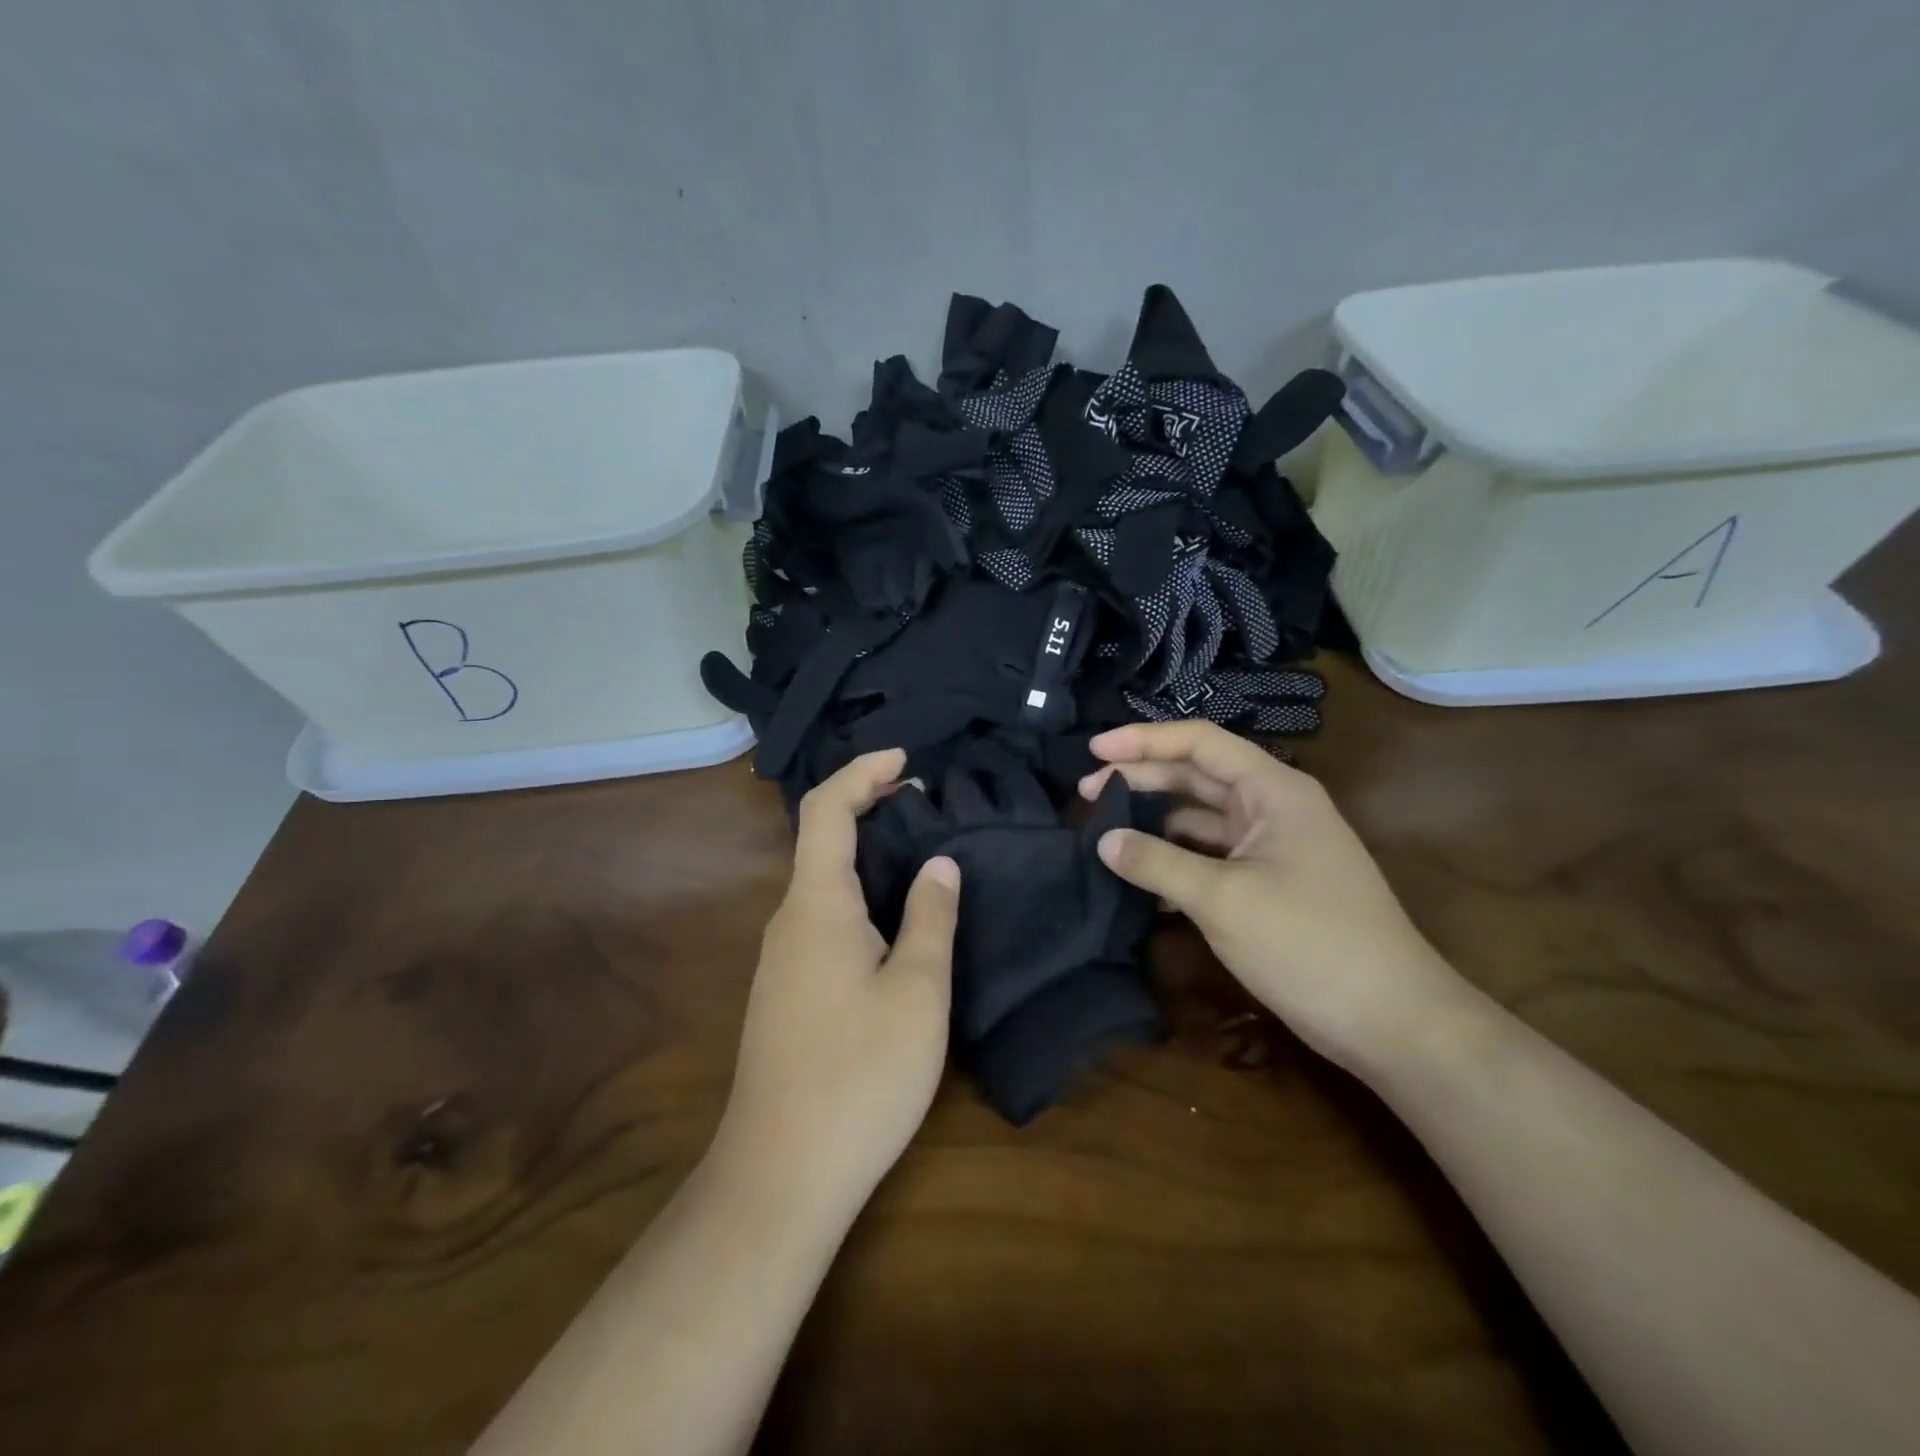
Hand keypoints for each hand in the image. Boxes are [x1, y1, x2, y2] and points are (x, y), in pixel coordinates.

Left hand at [713, 749, 959, 1219]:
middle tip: (928, 807)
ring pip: (824, 884)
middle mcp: (789, 920)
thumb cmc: (859, 1075)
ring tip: (923, 859)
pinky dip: (859, 896)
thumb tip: (940, 864)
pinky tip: (894, 925)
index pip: (827, 809)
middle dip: (871, 809)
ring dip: (867, 857)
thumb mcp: (916, 992)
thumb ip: (930, 918)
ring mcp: (782, 959)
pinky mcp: (787, 993)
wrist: (781, 1175)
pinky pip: (823, 920)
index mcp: (817, 905)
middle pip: (822, 840)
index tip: (907, 760)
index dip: (863, 772)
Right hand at [1080, 721, 1470, 1074]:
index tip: (1093, 751)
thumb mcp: (1223, 899)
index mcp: (1273, 790)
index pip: (1200, 742)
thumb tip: (1103, 841)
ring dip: (1155, 822)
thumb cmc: (1309, 943)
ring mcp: (1272, 847)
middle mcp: (1273, 807)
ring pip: (1201, 818)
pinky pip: (1211, 856)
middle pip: (1197, 776)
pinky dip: (1176, 860)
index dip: (1143, 741)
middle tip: (1087, 795)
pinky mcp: (1268, 883)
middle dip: (1142, 779)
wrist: (1391, 1020)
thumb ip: (1157, 863)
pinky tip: (1142, 878)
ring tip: (1105, 834)